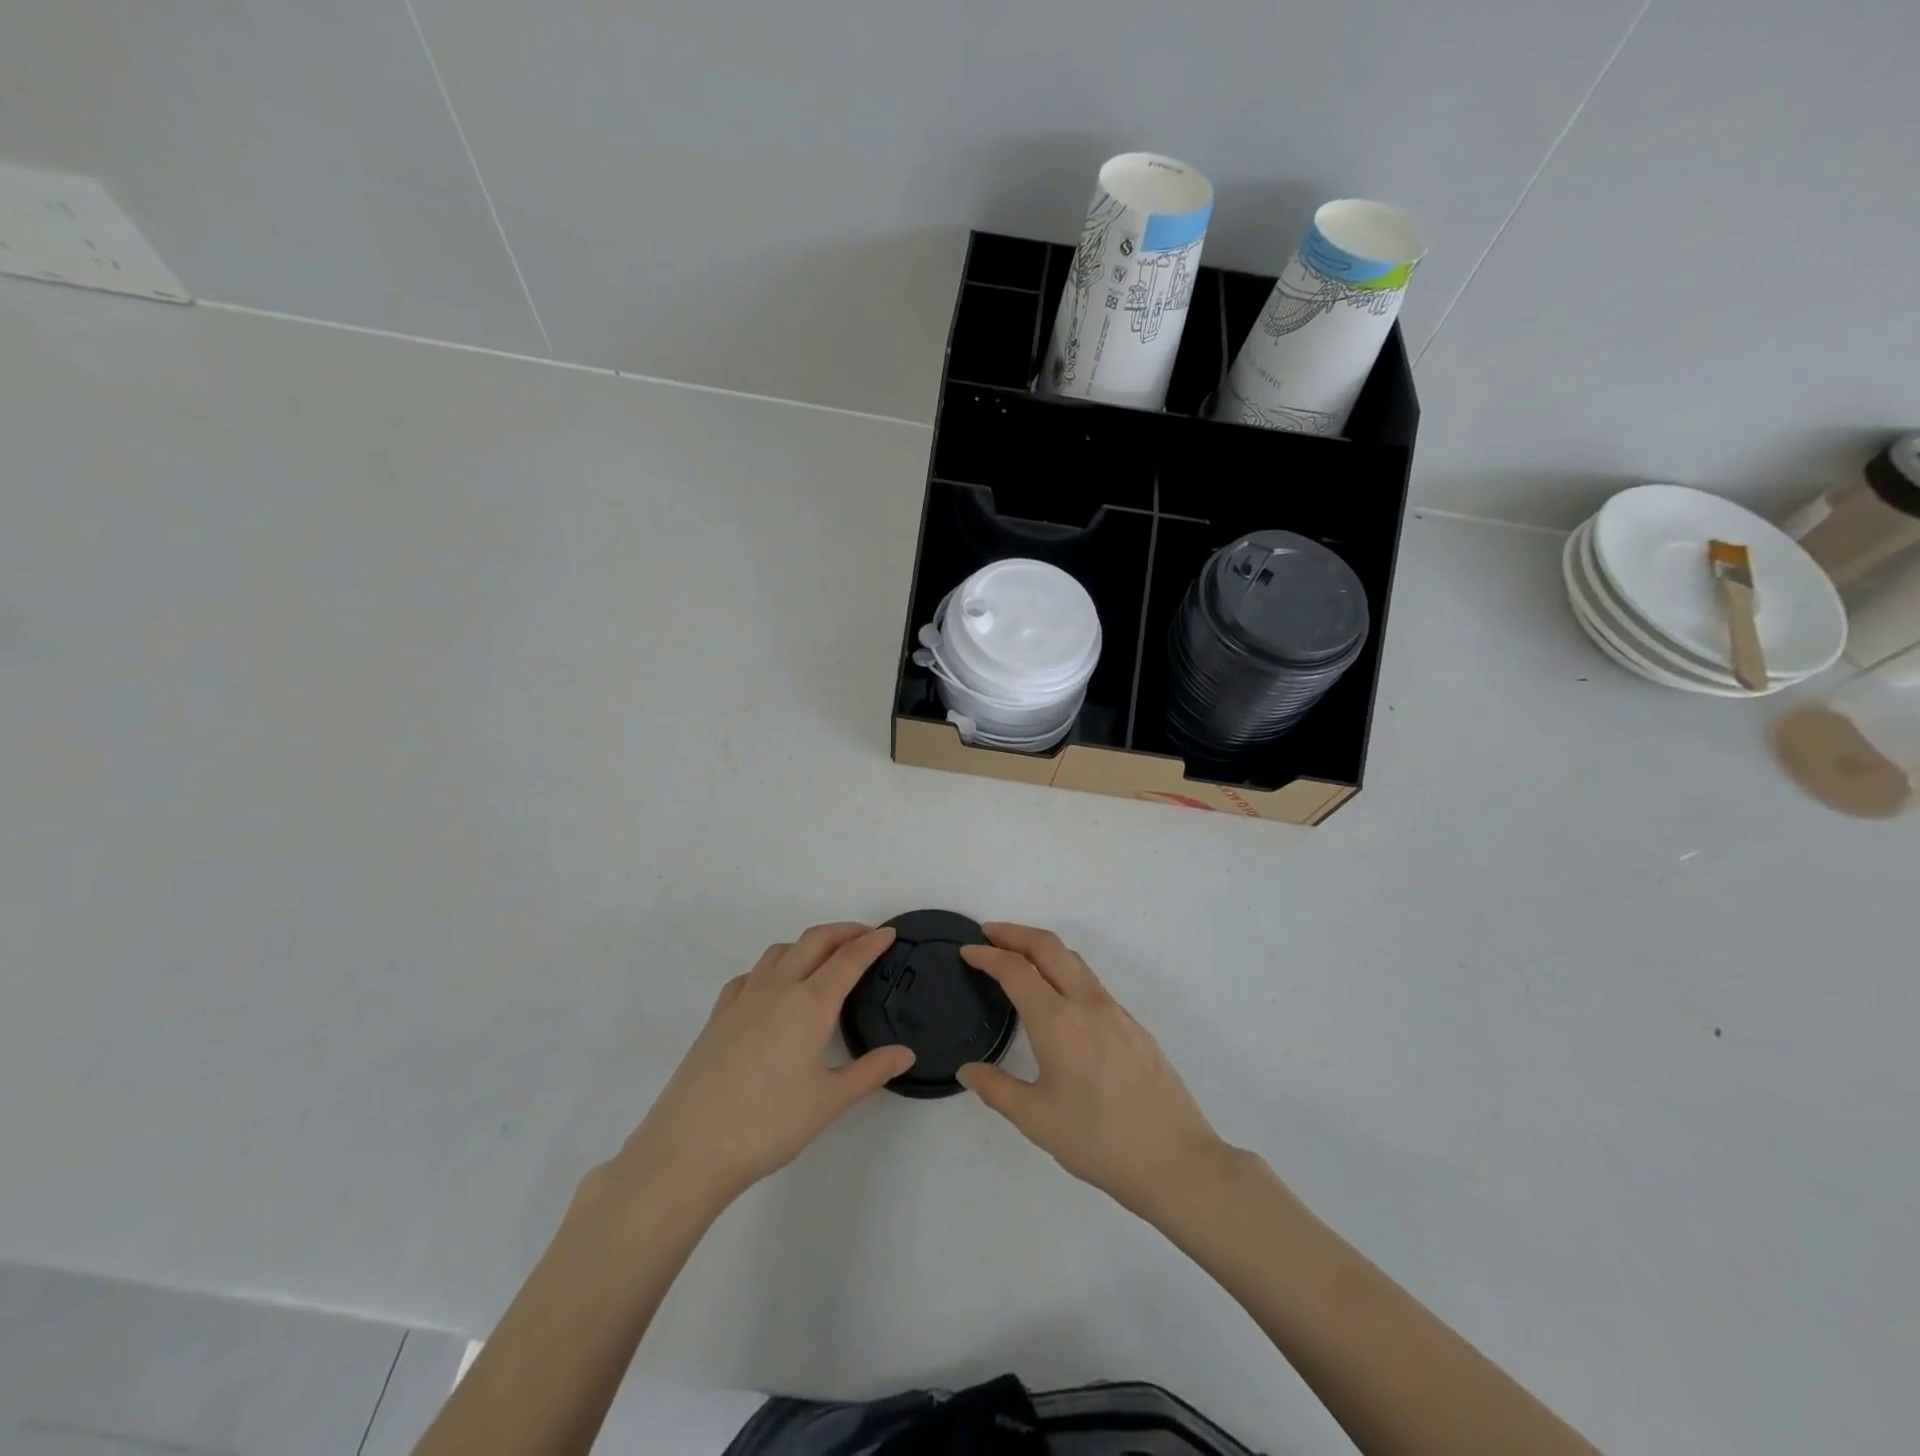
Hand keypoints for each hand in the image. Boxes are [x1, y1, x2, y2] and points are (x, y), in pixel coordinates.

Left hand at [615, 924, 913, 1210]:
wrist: (690, 1146)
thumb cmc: (769, 1124)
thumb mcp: (830, 1102)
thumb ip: (871, 1072)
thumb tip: (906, 1053)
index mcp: (811, 1003)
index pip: (849, 959)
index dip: (872, 942)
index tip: (890, 932)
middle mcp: (778, 988)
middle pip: (815, 941)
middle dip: (844, 931)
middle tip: (866, 935)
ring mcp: (744, 997)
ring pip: (781, 950)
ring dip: (808, 943)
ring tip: (824, 958)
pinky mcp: (719, 1014)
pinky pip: (751, 973)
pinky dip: (773, 966)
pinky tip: (773, 988)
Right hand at [957, 924, 1230, 1220]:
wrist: (1177, 1160)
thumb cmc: (1099, 1141)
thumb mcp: (1037, 1120)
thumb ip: (997, 1089)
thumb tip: (968, 1070)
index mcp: (1058, 1021)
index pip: (1015, 970)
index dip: (987, 955)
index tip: (967, 951)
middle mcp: (1087, 1003)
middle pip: (1048, 946)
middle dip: (1015, 933)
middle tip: (989, 934)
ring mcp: (1115, 1011)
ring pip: (1074, 961)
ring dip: (1042, 949)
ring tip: (1019, 958)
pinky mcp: (1134, 1025)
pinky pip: (1091, 982)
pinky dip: (1065, 971)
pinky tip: (1058, 999)